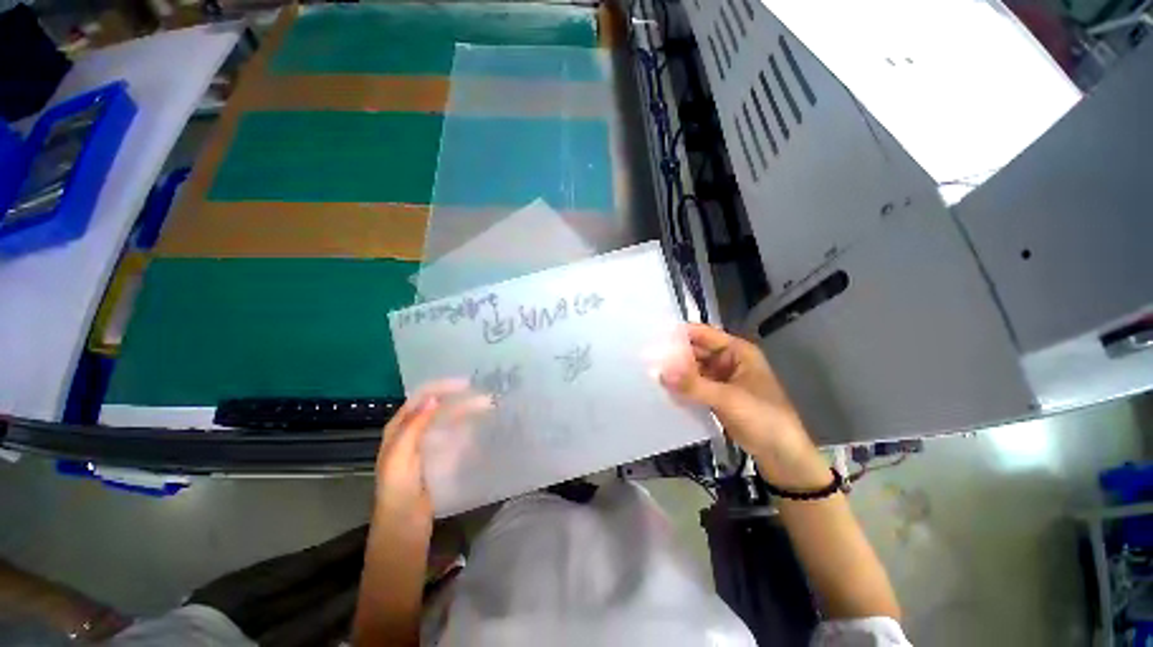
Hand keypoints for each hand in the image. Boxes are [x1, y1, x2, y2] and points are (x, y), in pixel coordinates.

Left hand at [373, 381, 489, 534]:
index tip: (467, 385)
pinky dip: (466, 427)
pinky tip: (479, 426)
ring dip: (466, 411)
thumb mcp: (400, 458)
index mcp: (398, 429)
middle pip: (436, 406)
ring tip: (487, 407)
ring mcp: (426, 444)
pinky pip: (452, 435)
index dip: (442, 387)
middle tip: (484, 397)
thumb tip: (433, 399)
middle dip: (459, 399)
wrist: (403, 528)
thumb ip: (414, 427)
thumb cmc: (398, 492)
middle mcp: (412, 431)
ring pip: (447, 419)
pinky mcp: (437, 456)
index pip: (421, 398)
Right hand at [660, 323, 828, 488]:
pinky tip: (663, 388)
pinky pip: (694, 385)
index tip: (652, 338)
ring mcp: (721, 379)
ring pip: (693, 369)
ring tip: (649, 372)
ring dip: (676, 371)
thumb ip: (693, 385)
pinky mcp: (716, 396)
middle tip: (645, 358)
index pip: (703, 334)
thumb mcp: (728, 399)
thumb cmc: (763, 418)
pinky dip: (681, 386)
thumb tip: (659, 372)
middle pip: (695, 351)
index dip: (679, 334)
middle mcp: (727, 360)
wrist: (782, 456)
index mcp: (737, 351)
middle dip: (674, 355)